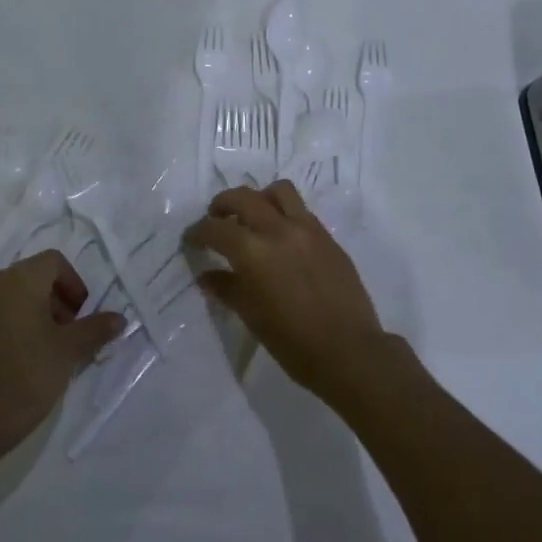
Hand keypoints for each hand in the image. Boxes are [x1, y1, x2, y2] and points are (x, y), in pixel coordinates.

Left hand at [0, 251, 125, 454]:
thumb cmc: (28, 374)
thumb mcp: (70, 351)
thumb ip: (95, 329)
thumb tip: (119, 318)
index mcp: (19, 279)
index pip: (53, 262)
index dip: (73, 284)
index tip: (80, 315)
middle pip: (28, 278)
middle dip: (51, 300)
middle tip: (65, 333)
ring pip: (5, 297)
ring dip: (26, 313)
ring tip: (39, 347)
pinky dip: (3, 328)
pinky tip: (13, 360)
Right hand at [185, 181, 391, 403]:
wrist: (349, 350)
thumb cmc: (293, 341)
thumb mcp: (252, 316)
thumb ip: (227, 288)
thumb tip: (207, 276)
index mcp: (253, 251)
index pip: (215, 228)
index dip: (197, 232)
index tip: (191, 239)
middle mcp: (278, 229)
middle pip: (243, 197)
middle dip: (222, 204)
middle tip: (215, 218)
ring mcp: (307, 229)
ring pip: (278, 191)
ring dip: (258, 198)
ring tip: (253, 216)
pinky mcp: (327, 236)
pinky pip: (301, 210)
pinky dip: (284, 213)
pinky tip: (281, 236)